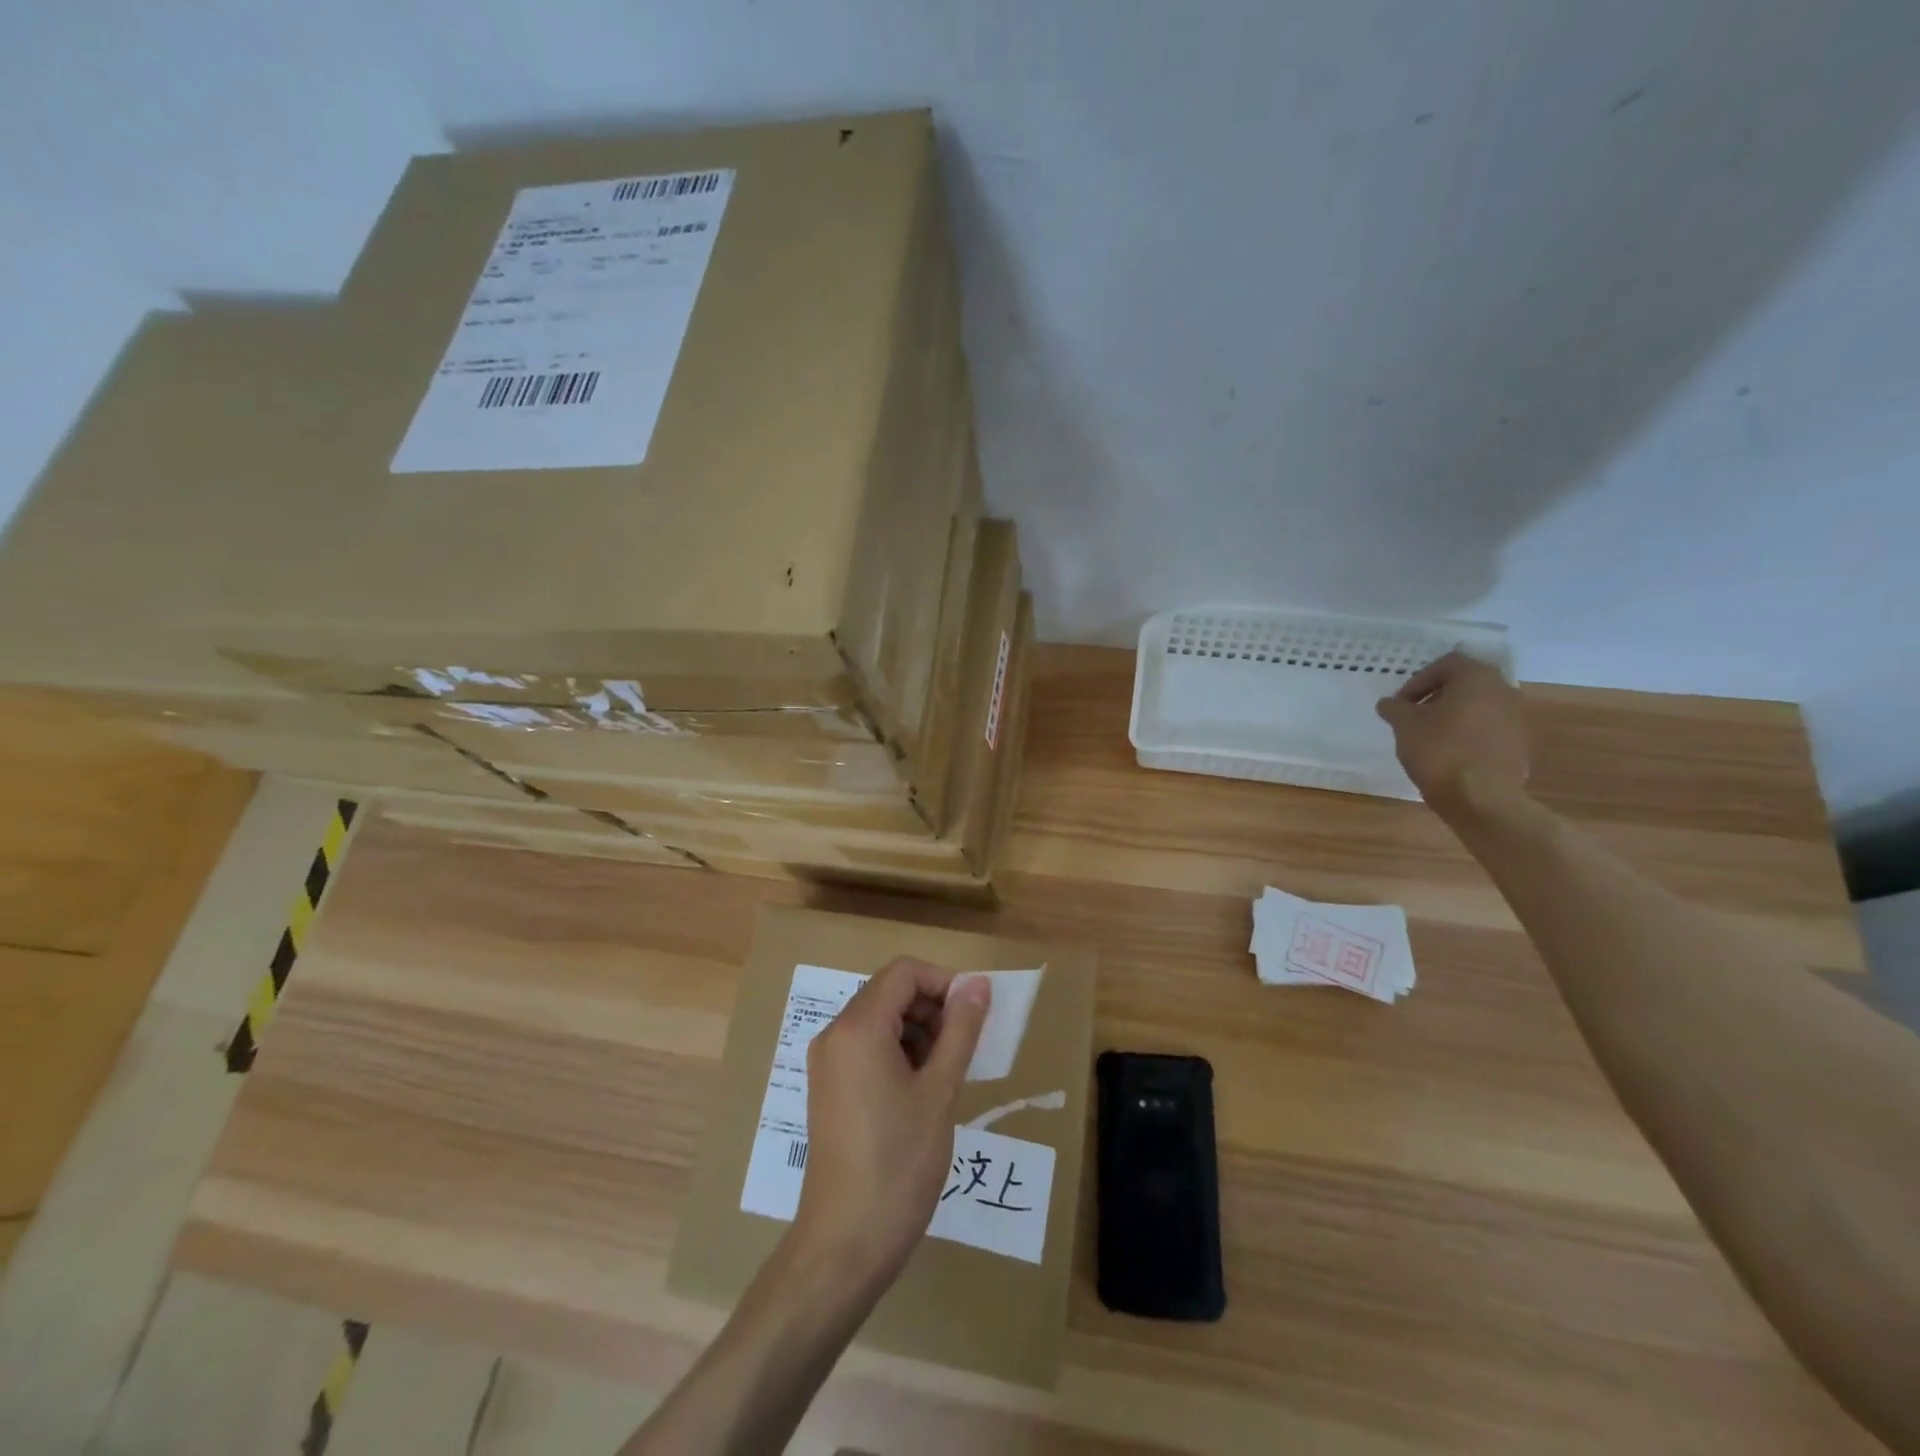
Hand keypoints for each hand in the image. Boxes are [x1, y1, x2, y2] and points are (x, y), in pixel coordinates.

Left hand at [791, 958, 990, 1291]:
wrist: (845, 1243)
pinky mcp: (828, 1087)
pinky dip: (898, 1051)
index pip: (904, 972)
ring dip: (918, 1031)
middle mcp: (835, 1034)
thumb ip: (961, 1030)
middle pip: (889, 992)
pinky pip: (866, 1046)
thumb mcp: (940, 1091)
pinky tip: (921, 1090)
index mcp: (858, 1027)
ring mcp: (827, 1062)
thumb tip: (978, 984)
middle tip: (964, 1047)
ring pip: (879, 1019)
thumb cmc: (899, 1163)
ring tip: (946, 1073)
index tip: (974, 1013)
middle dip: (932, 1007)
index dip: (944, 982)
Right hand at [1376, 651, 1530, 816]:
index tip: (1401, 704)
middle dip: (1435, 697)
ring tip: (1428, 738)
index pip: (1445, 664)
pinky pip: (1487, 730)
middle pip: (1464, 684)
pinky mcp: (1518, 745)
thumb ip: (1394, 708)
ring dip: (1452, 716)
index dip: (1418, 681)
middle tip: (1412, 717)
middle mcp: (1503, 691)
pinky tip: (1448, 756)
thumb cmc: (1439, 750)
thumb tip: (1389, 704)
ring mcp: (1515, 719)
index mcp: (1476, 678)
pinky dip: (1467, 735)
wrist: (1481, 798)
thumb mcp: (1404, 725)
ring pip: (1477, 707)